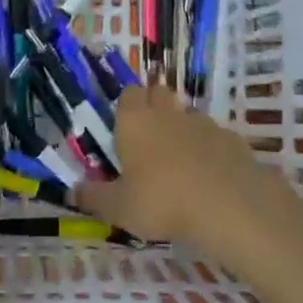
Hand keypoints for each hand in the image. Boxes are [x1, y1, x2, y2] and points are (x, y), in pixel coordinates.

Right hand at [78, 87, 302, 264]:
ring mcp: (203, 123)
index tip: (125, 129)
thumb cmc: (161, 200)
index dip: (127, 107)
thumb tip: (71, 191)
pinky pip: (215, 136)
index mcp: (135, 121)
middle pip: (159, 94)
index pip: (128, 94)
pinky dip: (210, 149)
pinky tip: (210, 176)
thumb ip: (94, 197)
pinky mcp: (231, 138)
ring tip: (180, 162)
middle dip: (154, 108)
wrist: (227, 204)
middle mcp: (168, 113)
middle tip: (149, 141)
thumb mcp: (119, 207)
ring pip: (188, 114)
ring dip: (183, 129)